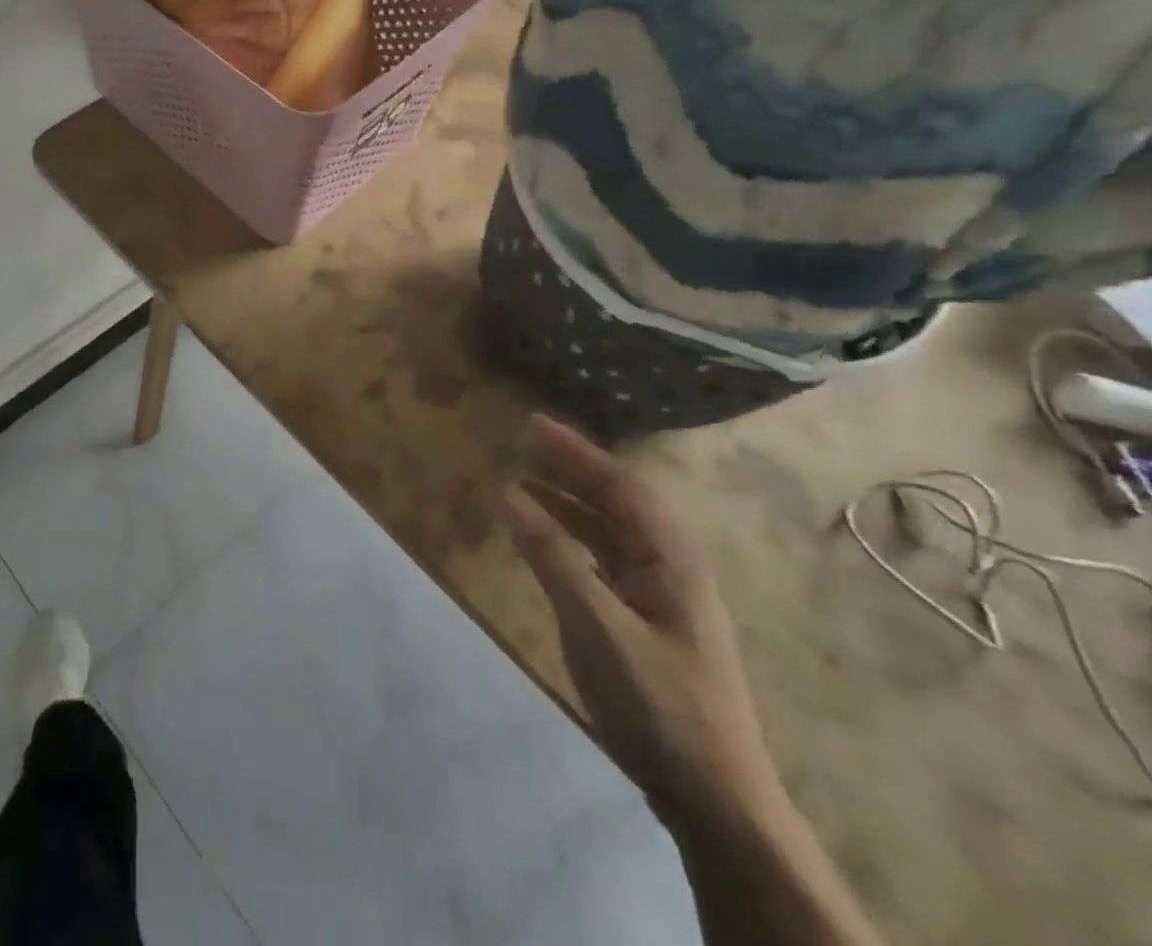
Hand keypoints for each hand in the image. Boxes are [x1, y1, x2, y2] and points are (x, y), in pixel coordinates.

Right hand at [503, 417, 780, 831]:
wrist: (714, 800)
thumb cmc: (659, 704)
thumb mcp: (597, 625)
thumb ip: (553, 556)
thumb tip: (510, 494)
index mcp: (671, 560)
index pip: (620, 486)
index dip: (576, 452)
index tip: (532, 425)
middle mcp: (670, 568)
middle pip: (616, 502)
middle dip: (570, 469)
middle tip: (523, 442)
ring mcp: (660, 597)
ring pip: (609, 531)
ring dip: (568, 502)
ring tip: (523, 482)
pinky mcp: (646, 623)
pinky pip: (602, 560)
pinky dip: (569, 539)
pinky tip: (543, 541)